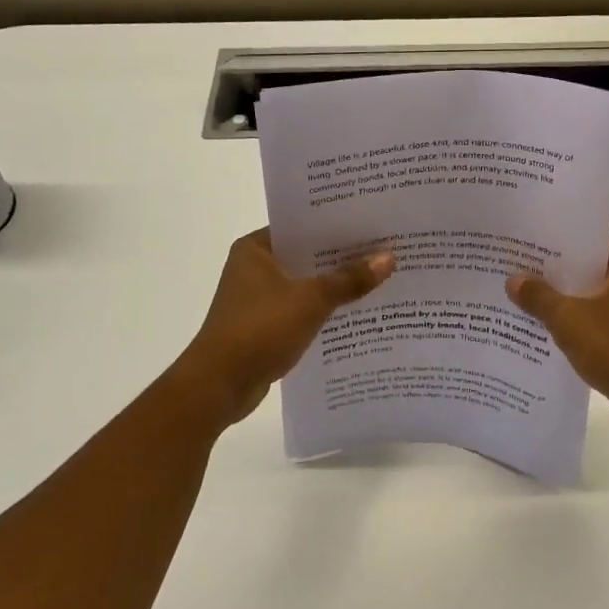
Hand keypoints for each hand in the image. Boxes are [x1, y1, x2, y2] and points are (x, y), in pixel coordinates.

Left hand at [177, 228, 395, 424]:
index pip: (302, 226)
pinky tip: (356, 313)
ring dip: (334, 286)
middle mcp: (254, 267)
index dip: (337, 225)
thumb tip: (389, 257)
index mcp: (256, 248)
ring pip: (305, 284)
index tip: (373, 223)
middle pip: (307, 255)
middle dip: (342, 257)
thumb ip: (350, 279)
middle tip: (385, 249)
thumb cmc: (261, 329)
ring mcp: (257, 298)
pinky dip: (323, 310)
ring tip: (380, 279)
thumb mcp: (311, 300)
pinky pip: (301, 309)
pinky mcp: (264, 326)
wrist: (219, 385)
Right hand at [507, 237, 608, 442]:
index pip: (594, 240)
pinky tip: (547, 331)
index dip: (562, 239)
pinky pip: (599, 323)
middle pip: (591, 270)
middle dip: (557, 272)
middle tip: (519, 267)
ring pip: (593, 299)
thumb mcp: (569, 320)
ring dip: (565, 301)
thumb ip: (539, 297)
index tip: (532, 239)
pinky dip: (577, 325)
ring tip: (526, 297)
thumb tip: (513, 279)